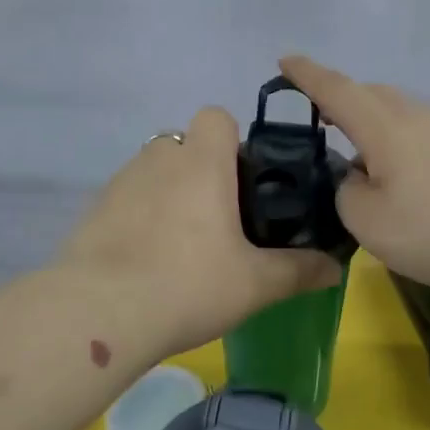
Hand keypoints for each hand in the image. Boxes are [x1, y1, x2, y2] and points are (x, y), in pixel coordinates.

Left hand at [57, 106, 342, 357]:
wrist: (99, 313)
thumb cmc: (188, 284)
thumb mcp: (255, 285)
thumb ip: (299, 271)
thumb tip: (336, 268)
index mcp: (201, 162)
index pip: (216, 116)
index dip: (232, 140)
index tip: (243, 181)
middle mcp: (158, 159)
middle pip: (184, 144)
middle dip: (201, 171)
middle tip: (219, 219)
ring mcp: (119, 182)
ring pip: (153, 172)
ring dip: (168, 193)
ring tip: (180, 246)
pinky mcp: (92, 210)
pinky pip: (125, 200)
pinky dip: (138, 217)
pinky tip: (145, 262)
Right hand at [279, 55, 429, 292]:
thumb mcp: (370, 223)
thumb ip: (348, 195)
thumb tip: (356, 179)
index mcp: (383, 126)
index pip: (335, 90)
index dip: (306, 75)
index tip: (285, 61)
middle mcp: (417, 116)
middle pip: (371, 96)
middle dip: (342, 101)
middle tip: (322, 120)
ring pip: (401, 115)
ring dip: (375, 128)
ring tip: (364, 161)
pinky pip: (425, 135)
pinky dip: (403, 146)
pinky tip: (409, 181)